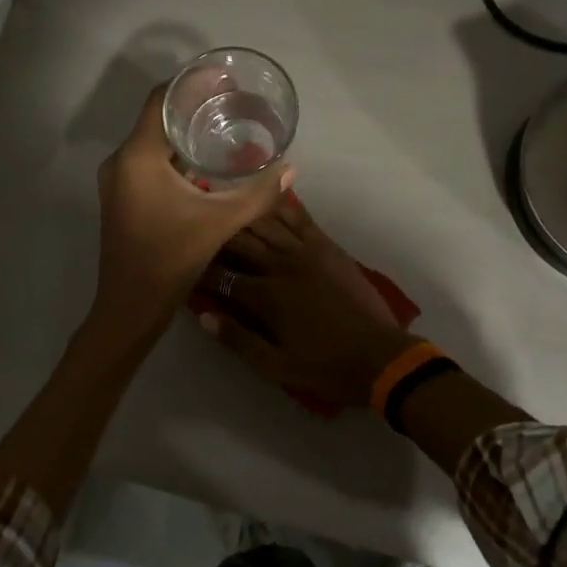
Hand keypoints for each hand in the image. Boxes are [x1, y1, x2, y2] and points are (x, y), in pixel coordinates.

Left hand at [89, 85, 293, 342]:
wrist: (130, 307)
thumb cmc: (170, 259)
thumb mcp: (220, 223)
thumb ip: (258, 194)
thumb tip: (291, 170)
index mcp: (138, 156)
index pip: (162, 100)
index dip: (191, 83)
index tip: (223, 76)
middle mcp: (121, 160)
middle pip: (158, 118)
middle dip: (193, 106)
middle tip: (232, 100)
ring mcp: (118, 180)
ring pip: (152, 141)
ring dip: (184, 131)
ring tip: (223, 124)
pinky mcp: (122, 196)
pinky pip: (148, 160)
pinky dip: (174, 153)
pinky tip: (203, 161)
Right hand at [198, 194, 419, 412]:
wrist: (380, 357)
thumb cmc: (325, 367)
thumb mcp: (275, 366)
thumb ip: (238, 339)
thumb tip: (204, 316)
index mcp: (266, 297)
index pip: (222, 277)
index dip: (201, 272)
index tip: (186, 267)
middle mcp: (281, 265)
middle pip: (240, 242)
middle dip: (216, 237)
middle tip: (200, 231)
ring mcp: (307, 251)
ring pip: (266, 224)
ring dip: (242, 217)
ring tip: (223, 210)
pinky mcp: (327, 246)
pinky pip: (298, 219)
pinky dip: (280, 207)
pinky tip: (265, 199)